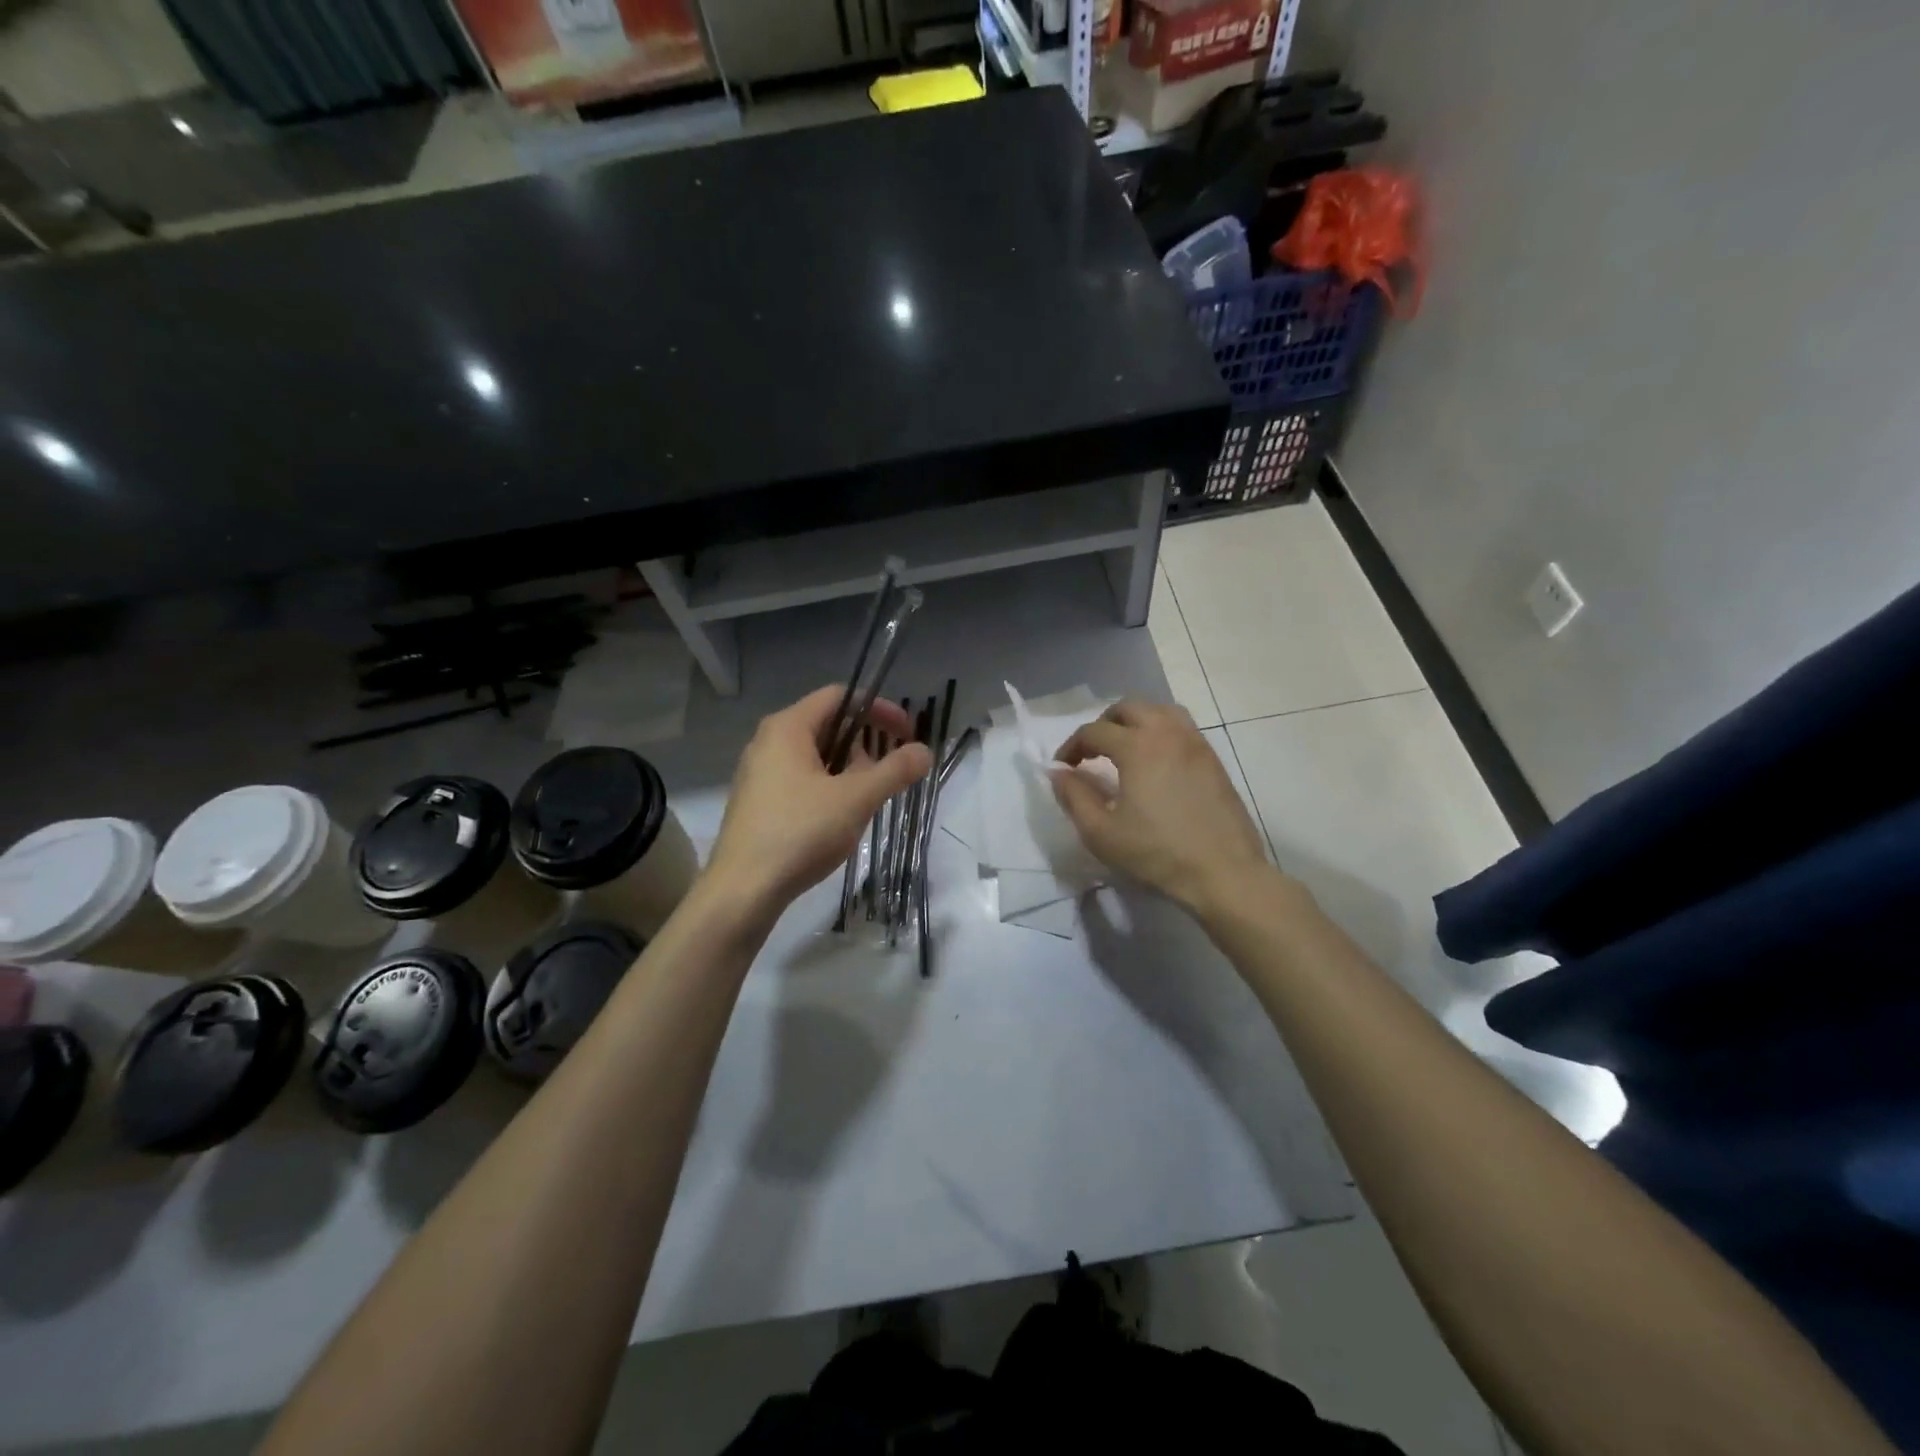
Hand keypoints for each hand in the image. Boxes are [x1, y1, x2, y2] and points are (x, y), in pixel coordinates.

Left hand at [705, 686, 931, 909]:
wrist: (742, 890)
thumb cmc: (800, 833)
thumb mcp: (856, 799)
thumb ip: (895, 771)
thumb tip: (924, 751)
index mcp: (787, 727)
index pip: (840, 696)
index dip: (879, 709)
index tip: (906, 734)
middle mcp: (767, 741)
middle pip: (828, 725)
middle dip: (865, 744)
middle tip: (887, 774)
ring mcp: (758, 772)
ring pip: (815, 756)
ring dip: (848, 770)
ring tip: (864, 801)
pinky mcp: (757, 802)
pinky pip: (801, 779)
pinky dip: (828, 787)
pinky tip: (837, 820)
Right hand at [1052, 700, 1272, 913]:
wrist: (1222, 872)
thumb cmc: (1156, 852)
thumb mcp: (1101, 832)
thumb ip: (1073, 797)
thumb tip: (1058, 773)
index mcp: (1137, 746)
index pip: (1094, 731)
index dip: (1072, 746)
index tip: (1063, 768)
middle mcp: (1167, 733)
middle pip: (1128, 708)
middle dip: (1103, 724)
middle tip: (1092, 752)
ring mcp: (1195, 742)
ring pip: (1159, 711)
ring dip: (1135, 721)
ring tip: (1124, 748)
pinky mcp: (1212, 758)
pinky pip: (1181, 727)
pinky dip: (1160, 731)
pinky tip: (1155, 760)